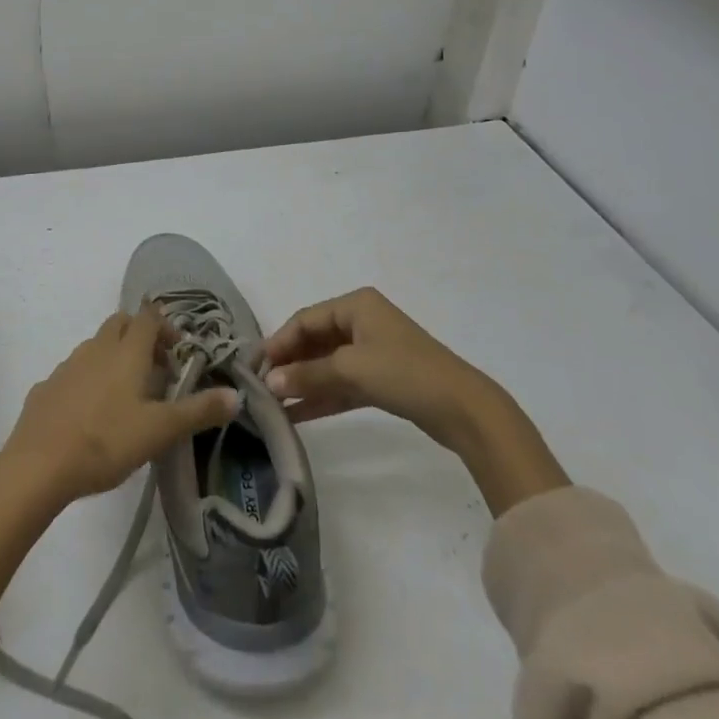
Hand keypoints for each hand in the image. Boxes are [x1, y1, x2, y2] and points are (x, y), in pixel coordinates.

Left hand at [3, 308, 239, 506]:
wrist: (39, 464)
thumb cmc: (106, 441)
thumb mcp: (160, 430)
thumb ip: (198, 411)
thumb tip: (236, 395)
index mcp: (127, 351)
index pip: (148, 317)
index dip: (165, 327)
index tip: (178, 353)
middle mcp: (97, 348)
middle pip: (121, 323)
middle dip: (140, 336)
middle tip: (156, 369)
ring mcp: (67, 365)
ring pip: (96, 346)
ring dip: (114, 357)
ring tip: (126, 395)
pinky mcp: (46, 386)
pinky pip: (73, 373)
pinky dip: (88, 381)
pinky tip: (90, 414)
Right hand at [262, 287, 568, 515]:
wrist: (464, 409)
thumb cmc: (405, 373)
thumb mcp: (352, 369)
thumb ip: (308, 375)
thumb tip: (269, 382)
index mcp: (356, 304)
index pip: (305, 319)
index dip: (279, 342)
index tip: (255, 367)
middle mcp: (362, 321)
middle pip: (314, 340)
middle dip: (289, 364)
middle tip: (261, 388)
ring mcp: (373, 350)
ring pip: (327, 364)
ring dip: (303, 383)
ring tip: (273, 406)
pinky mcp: (382, 379)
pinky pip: (342, 383)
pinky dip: (322, 396)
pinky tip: (298, 415)